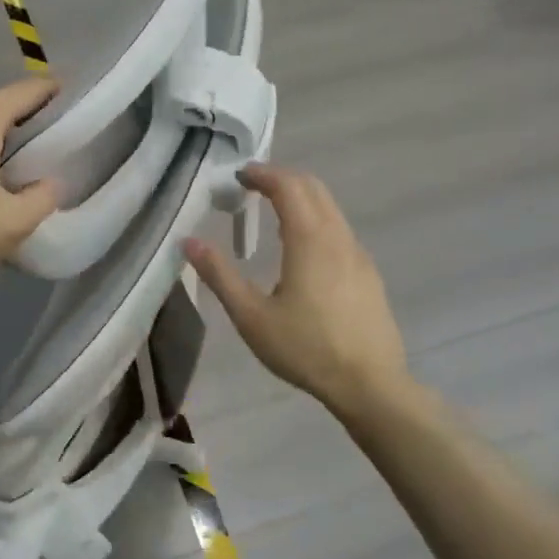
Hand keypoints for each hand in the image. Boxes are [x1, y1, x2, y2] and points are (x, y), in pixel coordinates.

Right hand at [186, 165, 410, 414]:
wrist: (370, 385)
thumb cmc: (306, 348)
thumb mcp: (251, 316)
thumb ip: (220, 275)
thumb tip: (189, 241)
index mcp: (310, 240)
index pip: (288, 186)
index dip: (262, 174)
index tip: (238, 175)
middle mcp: (338, 237)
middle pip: (313, 188)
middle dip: (282, 178)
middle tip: (252, 186)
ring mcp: (358, 254)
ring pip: (330, 208)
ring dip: (301, 198)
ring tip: (272, 213)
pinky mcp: (368, 273)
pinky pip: (340, 230)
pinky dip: (316, 220)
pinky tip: (301, 250)